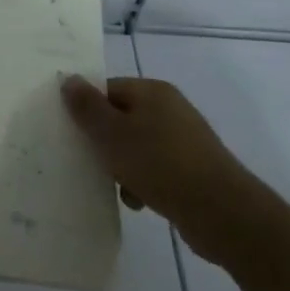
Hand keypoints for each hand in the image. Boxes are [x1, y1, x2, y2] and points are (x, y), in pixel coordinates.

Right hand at [61, 76, 263, 264]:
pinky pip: (155, 167)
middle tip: (89, 161)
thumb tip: (69, 78)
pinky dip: (142, 181)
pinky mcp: (192, 168)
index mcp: (152, 91)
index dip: (87, 109)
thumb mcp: (113, 133)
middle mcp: (170, 108)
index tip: (72, 133)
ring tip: (117, 187)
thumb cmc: (159, 163)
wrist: (221, 212)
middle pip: (121, 117)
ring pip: (137, 145)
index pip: (108, 89)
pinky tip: (138, 201)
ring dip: (122, 166)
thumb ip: (87, 107)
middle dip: (104, 141)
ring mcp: (184, 139)